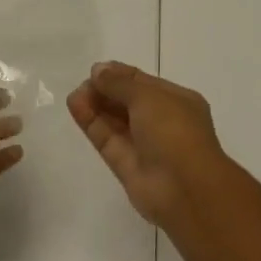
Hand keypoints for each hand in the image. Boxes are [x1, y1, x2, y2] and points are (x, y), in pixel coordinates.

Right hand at [67, 62, 227, 228]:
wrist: (186, 191)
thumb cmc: (174, 131)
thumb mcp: (148, 96)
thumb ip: (120, 83)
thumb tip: (98, 70)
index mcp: (177, 101)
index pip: (144, 83)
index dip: (120, 75)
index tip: (96, 70)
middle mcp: (161, 122)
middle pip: (128, 101)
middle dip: (106, 90)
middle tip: (83, 83)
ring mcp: (144, 146)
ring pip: (115, 121)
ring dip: (95, 105)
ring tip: (74, 94)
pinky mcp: (126, 167)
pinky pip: (107, 139)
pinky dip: (91, 123)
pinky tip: (75, 106)